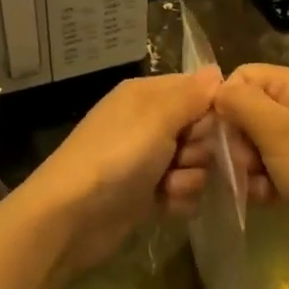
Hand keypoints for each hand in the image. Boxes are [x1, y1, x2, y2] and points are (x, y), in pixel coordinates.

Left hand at [17, 70, 222, 271]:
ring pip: (196, 164)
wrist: (71, 217)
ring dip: (190, 179)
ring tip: (168, 187)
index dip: (212, 110)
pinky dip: (179, 200)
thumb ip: (191, 95)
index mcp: (148, 96)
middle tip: (183, 158)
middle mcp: (149, 124)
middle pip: (202, 130)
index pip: (197, 91)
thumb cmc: (116, 157)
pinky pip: (184, 191)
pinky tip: (165, 205)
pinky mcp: (148, 194)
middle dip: (201, 149)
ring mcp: (148, 160)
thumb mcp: (156, 118)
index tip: (217, 128)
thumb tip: (216, 71)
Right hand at [215, 64, 288, 256]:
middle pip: (244, 111)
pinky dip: (261, 183)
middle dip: (235, 140)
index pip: (242, 77)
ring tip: (256, 187)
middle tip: (243, 165)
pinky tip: (266, 199)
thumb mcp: (278, 130)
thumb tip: (215, 88)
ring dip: (246, 167)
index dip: (225, 101)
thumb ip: (241, 103)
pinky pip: (266, 168)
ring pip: (252, 143)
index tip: (219, 133)